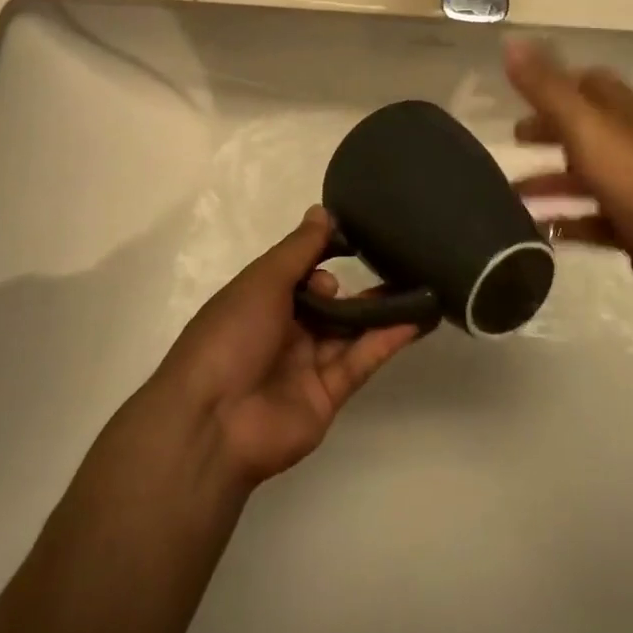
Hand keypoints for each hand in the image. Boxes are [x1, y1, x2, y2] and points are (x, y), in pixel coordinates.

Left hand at [153, 207, 421, 488]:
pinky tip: (417, 319)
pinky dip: (387, 340)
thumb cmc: (231, 335)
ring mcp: (306, 364)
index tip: (360, 235)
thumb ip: (299, 248)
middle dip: (354, 284)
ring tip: (419, 283)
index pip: (300, 269)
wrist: (213, 421)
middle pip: (327, 301)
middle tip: (388, 262)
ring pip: (350, 330)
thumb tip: (323, 211)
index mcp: (260, 299)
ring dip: (380, 309)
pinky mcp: (327, 395)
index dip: (325, 252)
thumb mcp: (263, 280)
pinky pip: (360, 361)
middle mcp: (284, 329)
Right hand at [505, 37, 632, 327]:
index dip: (556, 84)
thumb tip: (511, 40)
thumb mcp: (586, 128)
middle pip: (585, 131)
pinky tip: (539, 232)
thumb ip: (546, 88)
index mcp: (624, 114)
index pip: (590, 84)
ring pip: (586, 178)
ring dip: (550, 183)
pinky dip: (566, 223)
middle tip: (513, 141)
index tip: (520, 93)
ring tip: (510, 196)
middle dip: (548, 133)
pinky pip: (593, 221)